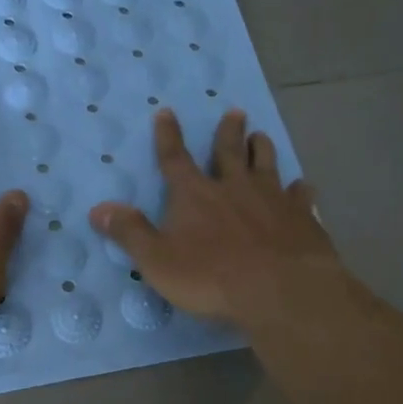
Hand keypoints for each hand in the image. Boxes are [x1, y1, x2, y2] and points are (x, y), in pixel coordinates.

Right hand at [88, 108, 339, 327]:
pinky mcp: (301, 217)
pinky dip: (300, 189)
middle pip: (229, 151)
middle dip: (228, 132)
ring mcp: (271, 199)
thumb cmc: (211, 278)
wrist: (280, 291)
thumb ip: (130, 233)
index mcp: (195, 195)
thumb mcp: (157, 260)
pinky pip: (300, 195)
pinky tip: (304, 186)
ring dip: (262, 148)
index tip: (167, 112)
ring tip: (262, 136)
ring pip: (266, 164)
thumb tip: (98, 209)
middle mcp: (233, 187)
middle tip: (235, 112)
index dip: (168, 136)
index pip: (175, 158)